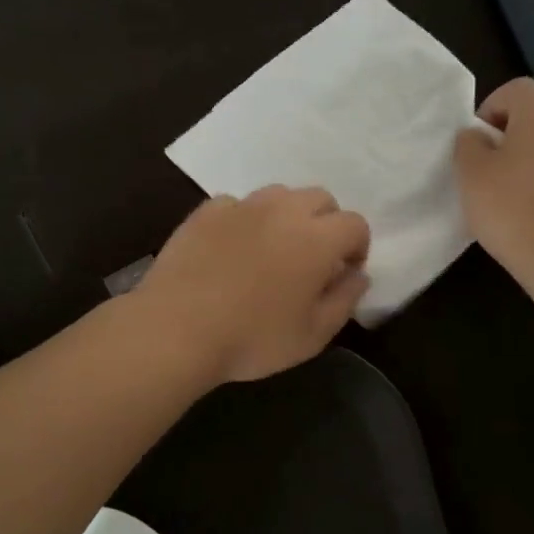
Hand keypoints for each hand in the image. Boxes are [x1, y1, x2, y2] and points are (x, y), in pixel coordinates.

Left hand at [137, 187, 371, 384]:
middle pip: (320, 199)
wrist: (176, 330)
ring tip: (273, 250)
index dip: (357, 247)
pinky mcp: (206, 211)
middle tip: (312, 259)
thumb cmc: (252, 339)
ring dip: (287, 215)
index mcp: (317, 238)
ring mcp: (241, 206)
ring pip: (279, 195)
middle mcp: (283, 210)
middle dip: (326, 223)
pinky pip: (237, 204)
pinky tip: (232, 248)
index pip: (355, 224)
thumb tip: (357, 275)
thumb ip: (345, 300)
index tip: (343, 273)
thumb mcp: (313, 335)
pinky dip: (244, 220)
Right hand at [454, 78, 533, 291]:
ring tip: (512, 204)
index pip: (517, 89)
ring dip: (533, 168)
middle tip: (488, 176)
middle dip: (511, 142)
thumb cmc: (513, 209)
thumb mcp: (470, 174)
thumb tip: (477, 136)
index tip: (476, 143)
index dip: (491, 108)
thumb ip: (468, 145)